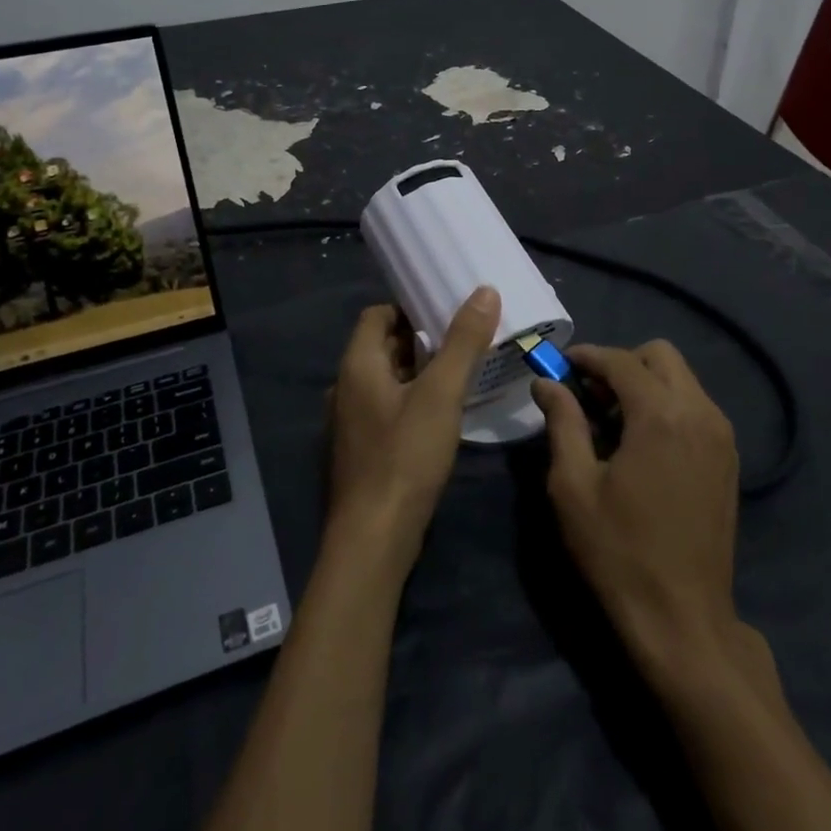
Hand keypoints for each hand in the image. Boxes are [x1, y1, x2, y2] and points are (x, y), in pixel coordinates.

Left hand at [325, 286, 500, 556]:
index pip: (377, 315)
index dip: (409, 307)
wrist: (373, 540)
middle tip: (464, 336)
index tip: (445, 308)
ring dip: (419, 371)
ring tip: (460, 371)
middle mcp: (346, 387)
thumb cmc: (405, 457)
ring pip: (387, 380)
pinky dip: (412, 400)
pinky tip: (443, 414)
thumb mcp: (441, 394)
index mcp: (357, 365)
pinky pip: (388, 408)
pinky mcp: (362, 450)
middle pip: (383, 346)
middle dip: (421, 338)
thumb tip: (485, 291)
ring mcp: (351, 422)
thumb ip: (463, 342)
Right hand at [533, 341, 748, 682]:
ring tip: (612, 420)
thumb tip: (546, 383)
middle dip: (622, 363)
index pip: (621, 361)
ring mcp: (721, 436)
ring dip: (645, 383)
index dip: (587, 356)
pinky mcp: (728, 458)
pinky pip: (695, 406)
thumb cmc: (619, 551)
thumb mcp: (573, 486)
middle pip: (661, 355)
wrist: (683, 618)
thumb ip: (562, 422)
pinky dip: (667, 405)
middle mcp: (700, 413)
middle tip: (590, 395)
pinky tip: (642, 443)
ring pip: (682, 379)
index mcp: (661, 415)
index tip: (560, 365)